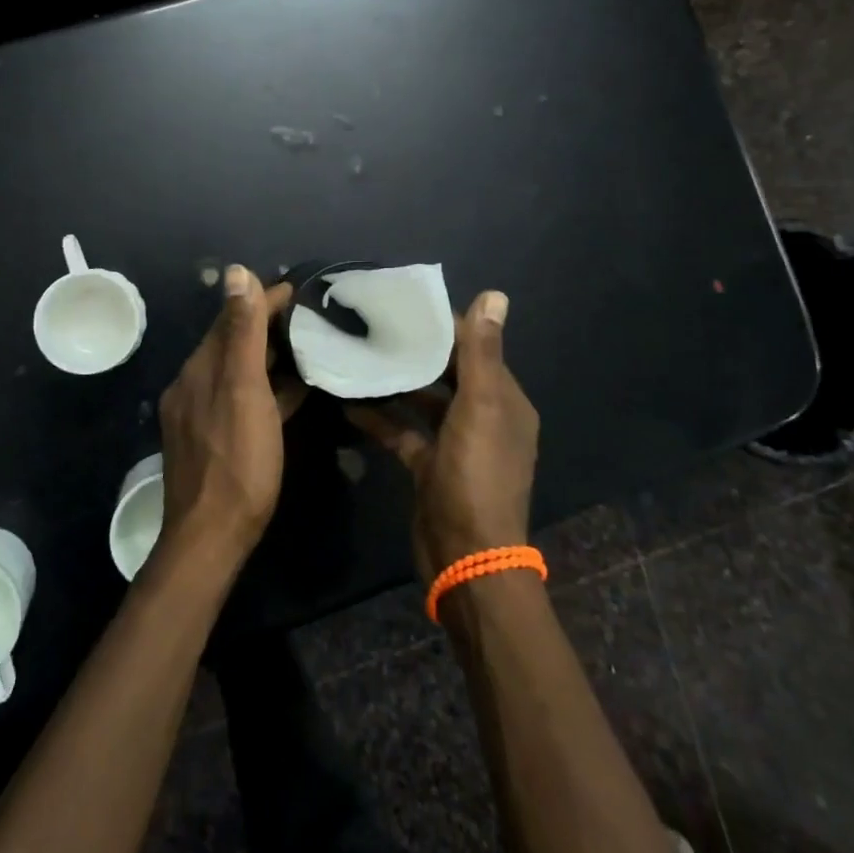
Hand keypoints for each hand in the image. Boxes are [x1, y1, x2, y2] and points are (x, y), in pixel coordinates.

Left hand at [155, 266, 303, 571]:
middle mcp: (195, 384)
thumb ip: (242, 333)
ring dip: (270, 355)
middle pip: (233, 342)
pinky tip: (295, 391)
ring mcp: (202, 413)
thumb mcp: (243, 390)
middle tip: (311, 316)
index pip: (232, 317)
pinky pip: (243, 398)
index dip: (263, 299)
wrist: (210, 538)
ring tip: (309, 346)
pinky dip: (268, 387)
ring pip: (240, 371)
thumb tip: (236, 272)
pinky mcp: (214, 438)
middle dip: (267, 324)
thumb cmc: (236, 461)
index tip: (299, 290)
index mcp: (200, 368)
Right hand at [345, 290, 537, 582]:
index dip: (444, 326)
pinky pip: (404, 432)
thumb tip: (495, 295)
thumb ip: (482, 353)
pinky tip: (349, 402)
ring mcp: (456, 444)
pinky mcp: (430, 466)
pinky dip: (381, 418)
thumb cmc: (476, 475)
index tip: (404, 304)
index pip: (475, 349)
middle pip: (447, 373)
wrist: (466, 557)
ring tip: (358, 355)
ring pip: (423, 402)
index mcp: (505, 401)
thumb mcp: (481, 408)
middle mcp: (485, 418)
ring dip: (396, 382)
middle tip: (372, 325)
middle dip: (415, 351)